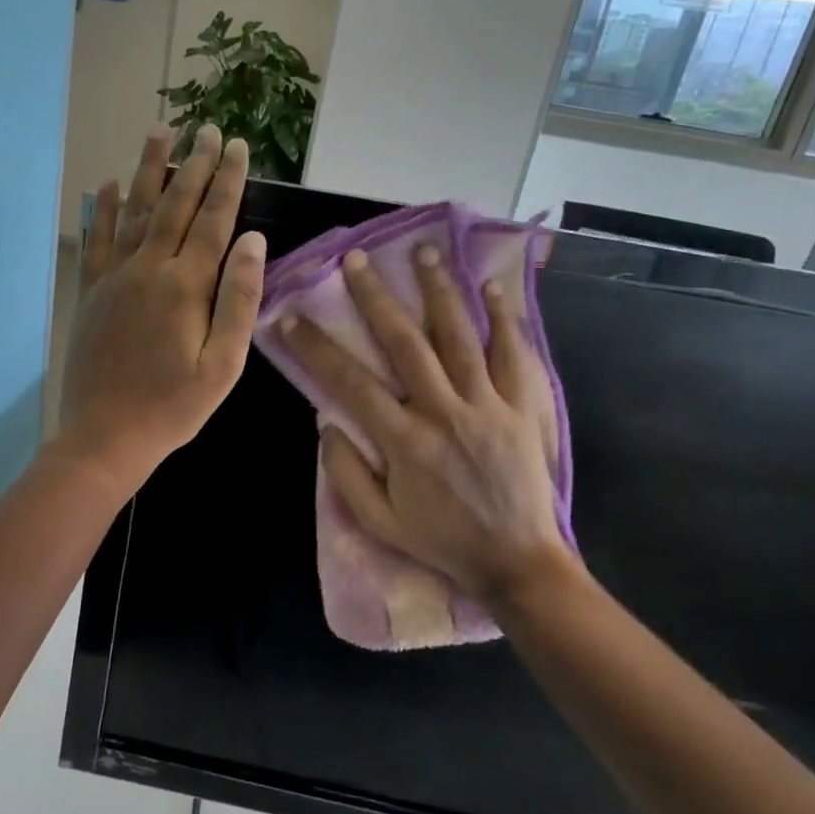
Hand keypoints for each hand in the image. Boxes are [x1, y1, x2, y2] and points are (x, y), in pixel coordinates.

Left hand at [54, 124, 265, 497]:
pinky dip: (101, 209)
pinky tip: (105, 185)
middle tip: (206, 129)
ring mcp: (113, 278)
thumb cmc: (172, 408)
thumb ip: (238, 300)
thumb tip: (253, 241)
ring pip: (132, 212)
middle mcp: (147, 270)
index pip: (213, 221)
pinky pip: (96, 240)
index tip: (237, 146)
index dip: (227, 181)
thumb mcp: (222, 366)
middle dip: (193, 165)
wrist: (104, 436)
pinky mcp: (91, 292)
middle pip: (174, 205)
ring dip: (148, 171)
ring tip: (159, 134)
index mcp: (185, 287)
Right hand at [279, 244, 576, 606]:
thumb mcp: (379, 521)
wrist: (517, 562)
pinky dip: (503, 319)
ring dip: (438, 290)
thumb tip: (325, 424)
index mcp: (404, 441)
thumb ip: (345, 474)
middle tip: (356, 261)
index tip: (290, 318)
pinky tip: (491, 288)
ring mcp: (489, 404)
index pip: (349, 382)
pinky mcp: (524, 407)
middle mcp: (443, 411)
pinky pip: (515, 355)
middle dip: (376, 297)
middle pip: (404, 342)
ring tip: (423, 251)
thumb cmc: (442, 541)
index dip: (316, 347)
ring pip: (460, 335)